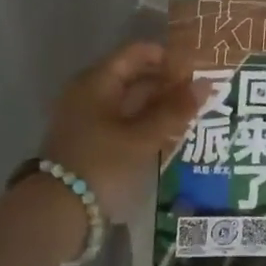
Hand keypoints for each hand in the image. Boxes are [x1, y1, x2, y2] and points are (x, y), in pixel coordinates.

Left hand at [40, 41, 207, 226]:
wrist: (57, 212)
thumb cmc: (102, 164)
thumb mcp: (143, 137)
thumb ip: (175, 110)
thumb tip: (207, 84)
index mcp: (97, 81)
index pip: (136, 53)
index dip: (167, 57)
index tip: (195, 69)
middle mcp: (88, 92)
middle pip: (132, 75)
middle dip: (165, 82)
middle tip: (199, 93)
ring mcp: (85, 117)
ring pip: (127, 100)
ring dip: (157, 104)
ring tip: (189, 114)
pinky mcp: (87, 140)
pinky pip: (120, 120)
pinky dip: (143, 122)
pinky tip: (166, 134)